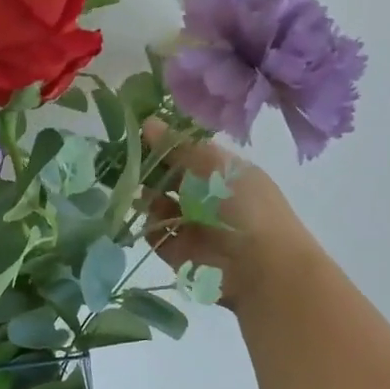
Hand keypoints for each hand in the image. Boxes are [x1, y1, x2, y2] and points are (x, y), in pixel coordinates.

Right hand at [143, 121, 319, 310]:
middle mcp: (211, 197)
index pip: (189, 153)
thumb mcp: (213, 165)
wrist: (261, 266)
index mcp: (224, 171)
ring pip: (162, 207)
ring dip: (149, 199)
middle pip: (173, 180)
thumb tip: (147, 122)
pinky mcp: (183, 253)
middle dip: (151, 173)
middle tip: (127, 164)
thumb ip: (177, 147)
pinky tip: (146, 221)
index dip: (165, 145)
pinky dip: (151, 229)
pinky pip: (159, 236)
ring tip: (137, 193)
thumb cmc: (243, 205)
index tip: (138, 136)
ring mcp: (196, 226)